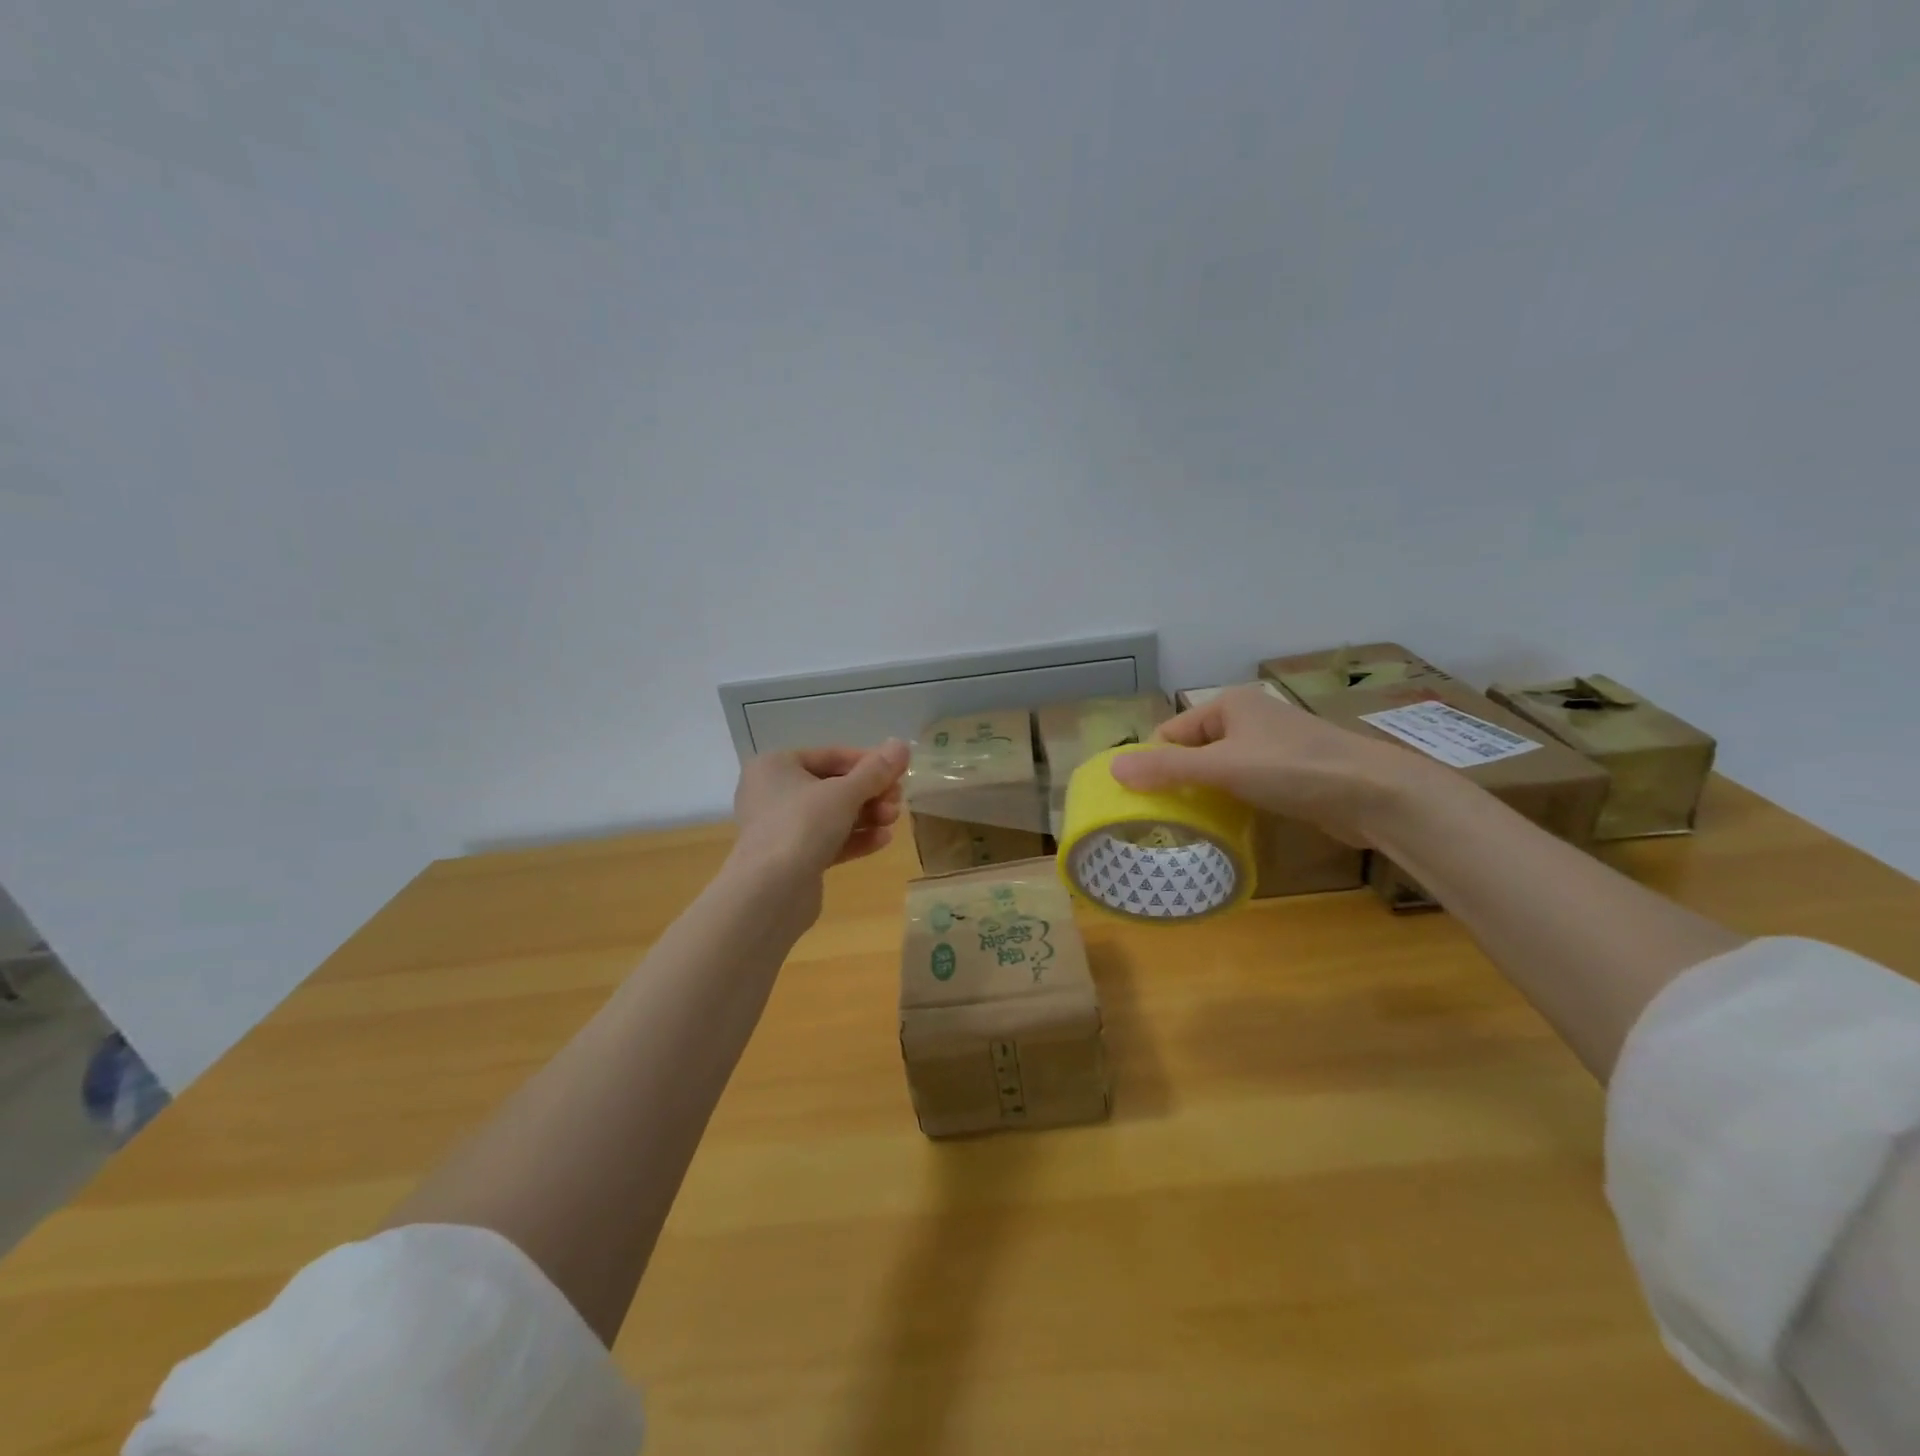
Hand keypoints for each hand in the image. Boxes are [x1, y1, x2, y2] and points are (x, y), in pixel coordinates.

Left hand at [731, 741, 910, 880]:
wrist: (770, 892)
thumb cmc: (803, 826)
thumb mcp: (845, 793)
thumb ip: (876, 770)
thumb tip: (902, 745)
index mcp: (775, 766)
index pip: (830, 755)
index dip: (868, 762)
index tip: (898, 772)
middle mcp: (772, 793)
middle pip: (832, 786)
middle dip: (870, 793)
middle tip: (898, 801)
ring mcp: (779, 828)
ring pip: (831, 815)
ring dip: (866, 816)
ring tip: (893, 821)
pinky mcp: (790, 859)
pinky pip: (826, 840)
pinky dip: (854, 838)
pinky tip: (882, 840)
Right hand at [1109, 686, 1439, 844]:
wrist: (1374, 793)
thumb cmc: (1291, 769)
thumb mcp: (1221, 767)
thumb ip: (1166, 768)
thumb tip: (1112, 770)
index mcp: (1228, 705)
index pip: (1172, 732)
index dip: (1155, 763)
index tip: (1144, 800)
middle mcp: (1247, 719)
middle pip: (1193, 751)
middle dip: (1178, 781)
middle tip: (1163, 817)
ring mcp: (1271, 746)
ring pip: (1219, 769)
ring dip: (1205, 794)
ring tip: (1190, 824)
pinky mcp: (1289, 773)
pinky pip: (1244, 784)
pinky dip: (1231, 800)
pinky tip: (1227, 823)